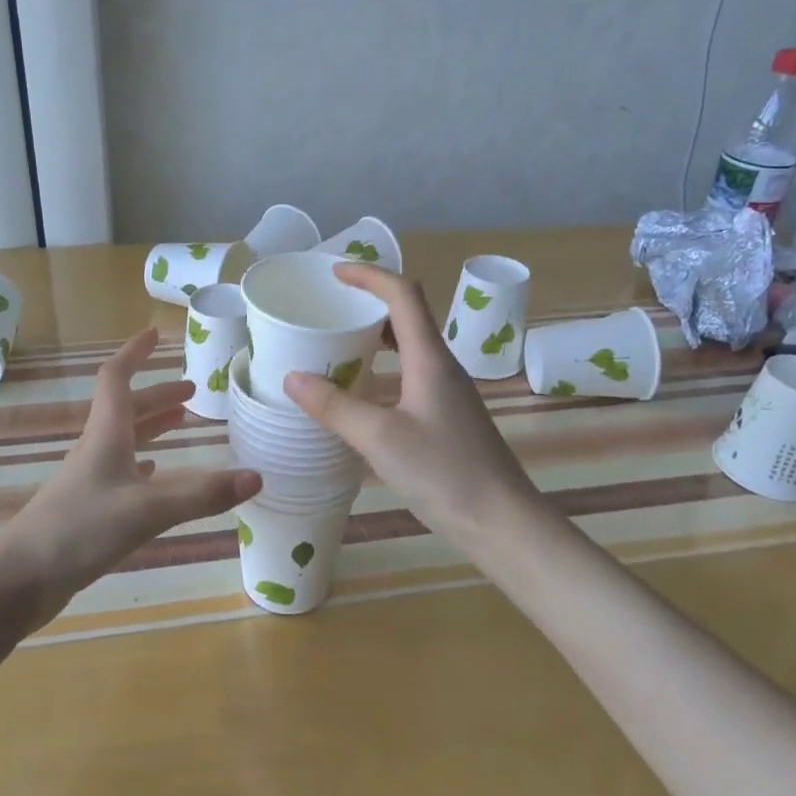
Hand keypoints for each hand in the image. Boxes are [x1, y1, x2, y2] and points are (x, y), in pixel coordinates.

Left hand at [6, 329, 260, 623]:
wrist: (21, 578)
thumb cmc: (80, 530)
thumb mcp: (148, 510)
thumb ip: (202, 495)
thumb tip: (256, 476)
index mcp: (106, 435)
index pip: (117, 378)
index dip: (134, 353)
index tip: (155, 335)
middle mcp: (97, 449)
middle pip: (127, 409)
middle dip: (158, 395)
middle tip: (192, 392)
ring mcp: (90, 479)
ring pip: (125, 439)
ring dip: (152, 426)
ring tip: (182, 422)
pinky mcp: (87, 507)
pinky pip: (120, 471)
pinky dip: (143, 462)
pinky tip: (155, 473)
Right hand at [284, 264, 548, 558]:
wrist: (502, 522)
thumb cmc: (445, 473)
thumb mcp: (380, 439)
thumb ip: (334, 407)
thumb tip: (293, 377)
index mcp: (430, 359)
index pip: (403, 294)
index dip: (369, 275)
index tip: (334, 273)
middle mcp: (442, 366)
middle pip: (409, 314)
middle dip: (371, 300)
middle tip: (331, 306)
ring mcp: (448, 392)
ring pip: (411, 345)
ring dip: (377, 333)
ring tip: (340, 341)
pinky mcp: (448, 416)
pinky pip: (412, 372)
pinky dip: (385, 365)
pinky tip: (363, 390)